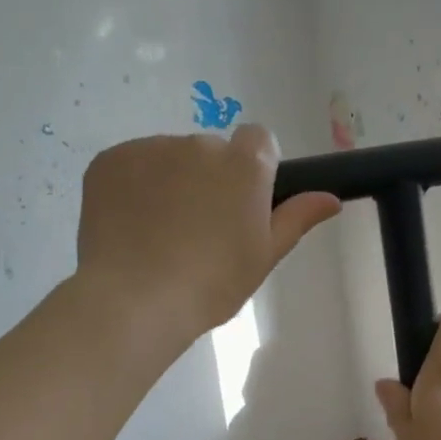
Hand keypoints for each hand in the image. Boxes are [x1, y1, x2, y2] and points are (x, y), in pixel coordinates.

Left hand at [76, 126, 339, 342]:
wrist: (135, 299)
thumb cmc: (212, 284)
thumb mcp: (264, 255)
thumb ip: (297, 218)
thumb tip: (331, 198)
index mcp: (244, 165)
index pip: (259, 140)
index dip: (254, 169)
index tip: (243, 205)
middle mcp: (199, 144)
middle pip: (211, 151)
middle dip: (209, 178)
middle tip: (200, 228)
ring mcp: (150, 148)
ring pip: (170, 157)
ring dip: (171, 180)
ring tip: (160, 232)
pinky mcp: (110, 160)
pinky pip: (132, 164)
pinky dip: (134, 186)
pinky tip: (131, 225)